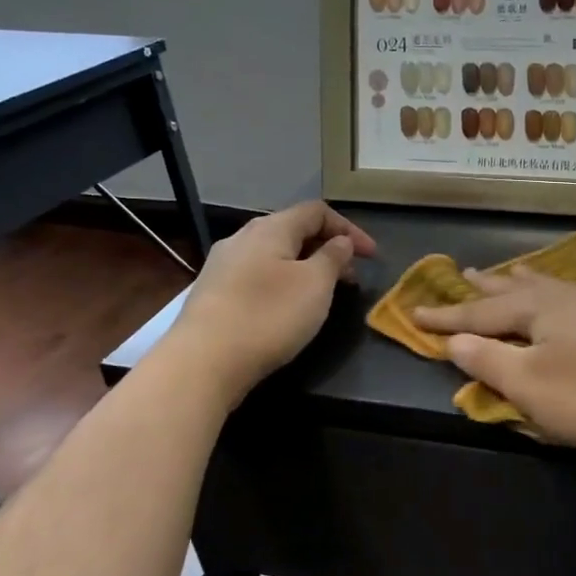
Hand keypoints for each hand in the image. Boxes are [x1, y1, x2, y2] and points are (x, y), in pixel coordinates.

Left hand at [175, 201, 376, 393]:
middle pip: (294, 231)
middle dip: (328, 249)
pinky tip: (290, 308)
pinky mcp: (214, 294)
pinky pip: (259, 276)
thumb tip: (340, 242)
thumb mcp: (316, 285)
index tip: (372, 256)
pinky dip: (285, 283)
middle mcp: (243, 238)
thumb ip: (332, 257)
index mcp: (270, 228)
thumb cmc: (268, 316)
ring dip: (307, 268)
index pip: (317, 212)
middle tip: (352, 278)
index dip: (349, 229)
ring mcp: (223, 266)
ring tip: (325, 294)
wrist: (202, 363)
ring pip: (276, 255)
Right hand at [414, 268, 575, 451]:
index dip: (447, 317)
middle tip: (464, 272)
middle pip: (517, 289)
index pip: (479, 314)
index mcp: (536, 311)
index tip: (415, 312)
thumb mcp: (531, 387)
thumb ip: (489, 362)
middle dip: (487, 287)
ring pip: (557, 283)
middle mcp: (567, 296)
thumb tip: (453, 341)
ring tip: (513, 270)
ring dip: (530, 278)